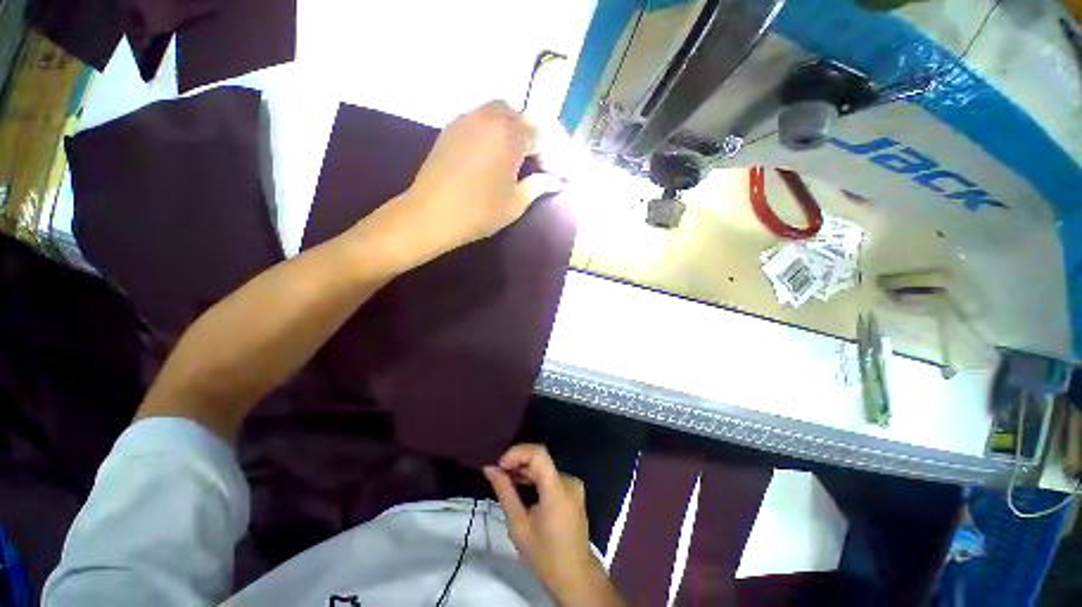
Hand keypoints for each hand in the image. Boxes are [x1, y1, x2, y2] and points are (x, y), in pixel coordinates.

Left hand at [399, 100, 562, 257]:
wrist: (431, 214)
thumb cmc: (479, 212)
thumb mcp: (515, 203)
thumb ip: (538, 186)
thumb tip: (557, 182)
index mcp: (510, 135)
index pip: (540, 135)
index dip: (551, 154)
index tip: (554, 173)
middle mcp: (490, 118)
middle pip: (521, 116)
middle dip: (534, 136)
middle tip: (536, 161)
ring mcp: (467, 119)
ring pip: (499, 111)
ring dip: (513, 128)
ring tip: (515, 155)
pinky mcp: (451, 127)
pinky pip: (479, 117)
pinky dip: (493, 128)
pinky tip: (491, 151)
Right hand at [485, 444, 622, 606]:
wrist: (575, 576)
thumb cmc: (545, 555)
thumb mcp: (519, 526)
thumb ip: (505, 493)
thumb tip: (489, 469)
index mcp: (557, 489)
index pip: (538, 454)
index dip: (518, 452)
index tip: (500, 464)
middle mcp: (569, 480)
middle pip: (540, 460)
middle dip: (517, 463)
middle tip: (498, 474)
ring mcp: (573, 485)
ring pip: (545, 467)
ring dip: (525, 470)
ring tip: (506, 480)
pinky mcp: (573, 490)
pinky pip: (551, 476)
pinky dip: (536, 478)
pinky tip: (522, 487)